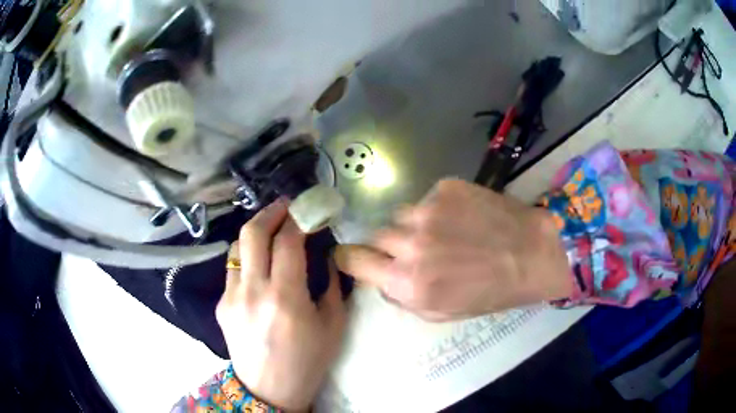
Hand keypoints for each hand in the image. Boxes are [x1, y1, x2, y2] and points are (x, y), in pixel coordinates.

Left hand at [216, 199, 345, 411]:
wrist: (269, 390)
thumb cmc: (308, 362)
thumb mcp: (334, 325)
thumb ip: (333, 284)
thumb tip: (327, 254)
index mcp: (285, 299)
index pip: (287, 241)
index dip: (299, 218)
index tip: (309, 208)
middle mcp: (252, 291)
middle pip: (252, 233)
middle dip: (271, 211)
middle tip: (286, 206)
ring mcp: (231, 297)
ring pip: (237, 246)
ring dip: (256, 233)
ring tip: (272, 233)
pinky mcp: (221, 304)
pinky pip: (233, 268)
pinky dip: (248, 258)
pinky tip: (260, 267)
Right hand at [335, 179, 571, 320]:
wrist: (531, 253)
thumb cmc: (490, 292)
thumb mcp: (442, 312)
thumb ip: (403, 297)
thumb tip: (382, 277)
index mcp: (408, 282)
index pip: (352, 259)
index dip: (351, 258)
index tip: (356, 257)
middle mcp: (411, 244)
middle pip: (375, 235)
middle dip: (389, 245)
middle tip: (415, 250)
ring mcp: (428, 210)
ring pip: (400, 215)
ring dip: (413, 226)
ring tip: (443, 232)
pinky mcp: (446, 187)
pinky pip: (425, 199)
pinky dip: (436, 209)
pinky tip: (461, 217)